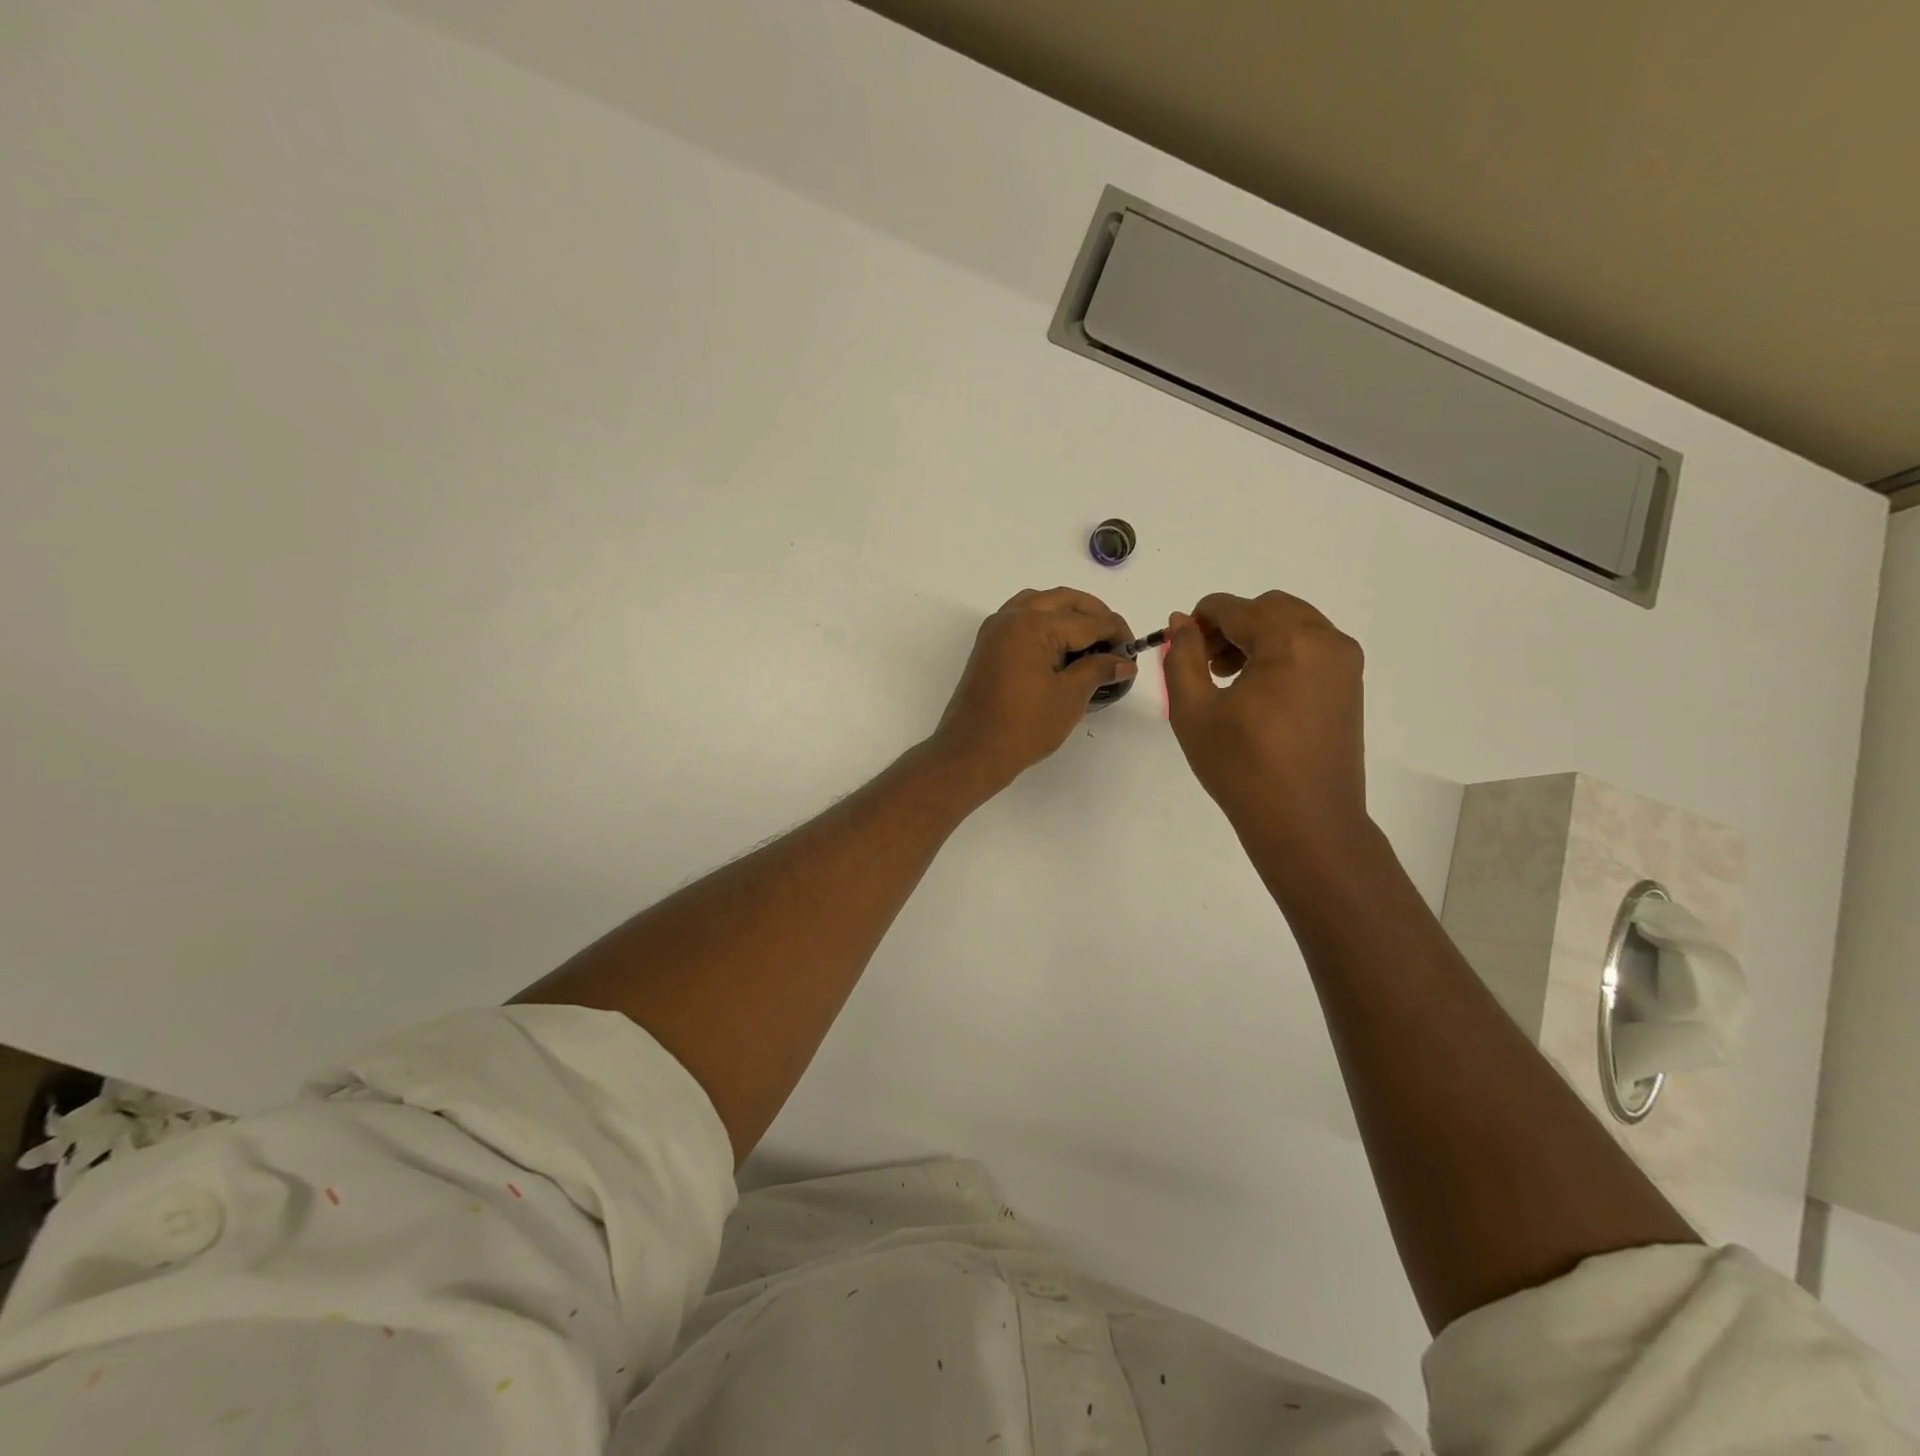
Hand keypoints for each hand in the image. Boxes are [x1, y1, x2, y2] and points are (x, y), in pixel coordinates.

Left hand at [932, 587, 1135, 792]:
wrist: (973, 750)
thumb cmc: (1024, 726)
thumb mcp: (1070, 697)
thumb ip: (1099, 670)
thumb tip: (1125, 662)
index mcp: (1034, 624)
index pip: (1088, 620)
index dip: (1116, 634)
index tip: (1134, 653)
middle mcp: (1013, 617)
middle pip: (1064, 601)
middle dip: (1095, 616)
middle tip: (1116, 642)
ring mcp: (997, 629)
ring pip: (1041, 603)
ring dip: (1069, 614)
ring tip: (1091, 642)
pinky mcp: (989, 644)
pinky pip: (1022, 618)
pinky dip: (1045, 622)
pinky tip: (1061, 646)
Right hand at [1163, 591, 1366, 843]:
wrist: (1306, 823)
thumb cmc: (1242, 768)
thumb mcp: (1194, 711)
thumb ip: (1182, 657)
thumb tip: (1182, 621)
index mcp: (1289, 641)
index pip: (1233, 608)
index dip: (1199, 622)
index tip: (1182, 653)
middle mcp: (1326, 640)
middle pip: (1267, 608)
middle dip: (1230, 627)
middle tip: (1206, 667)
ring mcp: (1344, 663)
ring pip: (1292, 624)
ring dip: (1256, 638)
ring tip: (1230, 681)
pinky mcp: (1350, 685)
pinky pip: (1311, 647)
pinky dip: (1280, 653)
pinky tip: (1259, 693)